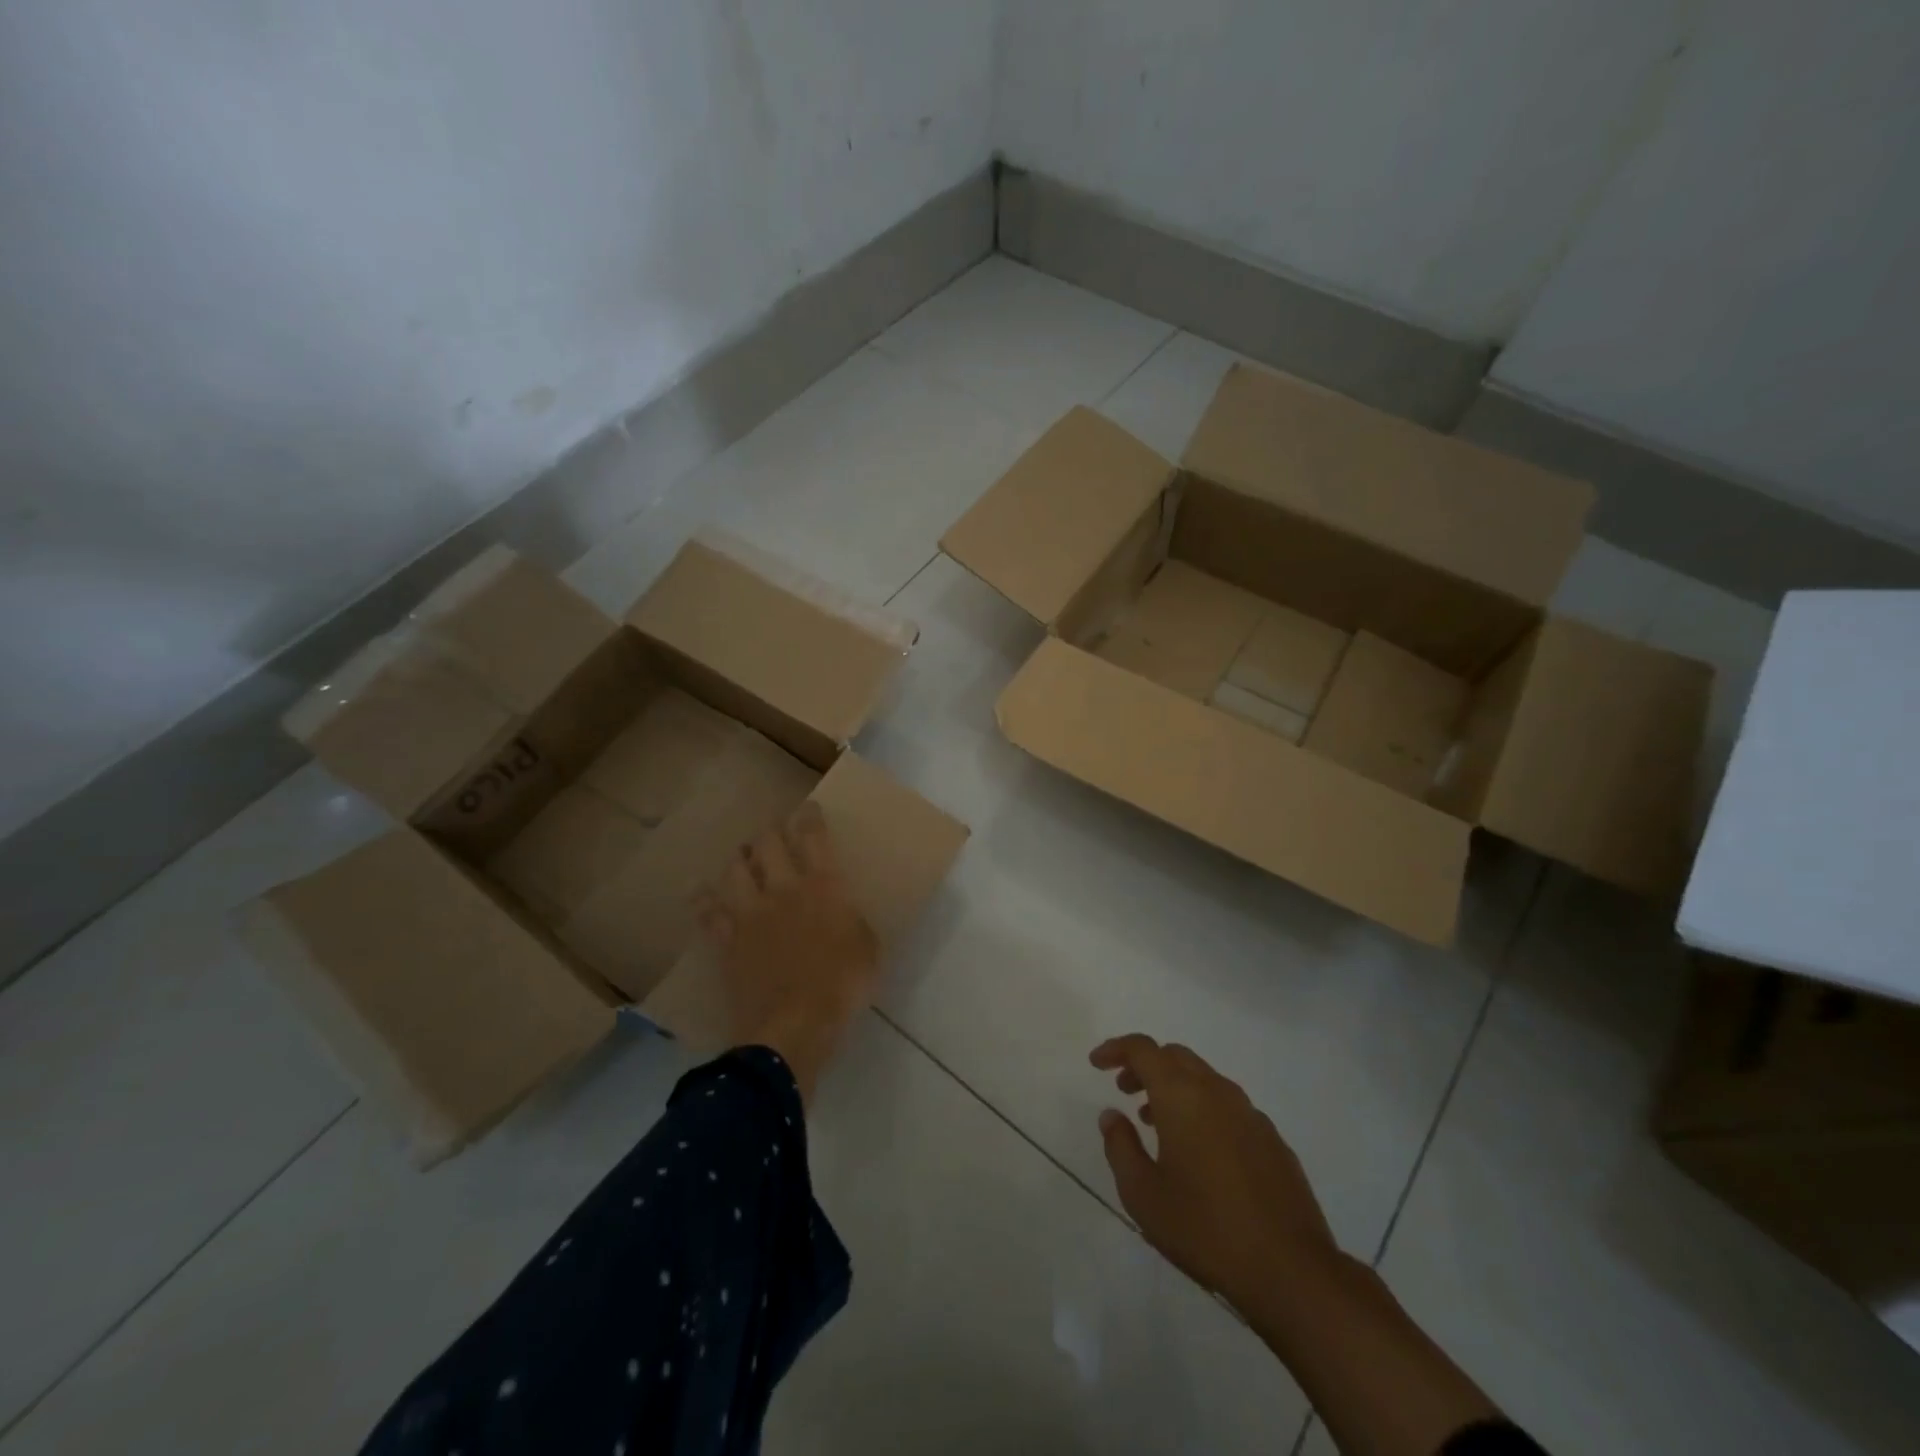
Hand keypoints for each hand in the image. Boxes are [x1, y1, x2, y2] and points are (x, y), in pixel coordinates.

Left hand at [695, 803, 878, 1102]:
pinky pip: (709, 913)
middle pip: (768, 844)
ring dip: (739, 858)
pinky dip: (705, 902)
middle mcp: (783, 889)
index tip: (807, 809)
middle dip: (770, 832)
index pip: (812, 837)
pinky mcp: (728, 940)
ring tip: (742, 857)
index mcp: (823, 886)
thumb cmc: (842, 985)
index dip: (808, 817)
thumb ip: (855, 921)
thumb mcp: (869, 949)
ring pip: (735, 869)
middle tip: (773, 833)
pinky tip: (703, 896)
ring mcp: (751, 913)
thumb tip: (846, 912)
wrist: (794, 1025)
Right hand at [1090, 1034, 1339, 1315]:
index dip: (1116, 1049)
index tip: (1097, 1063)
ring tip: (1156, 1122)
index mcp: (1181, 1095)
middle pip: (1174, 1056)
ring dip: (1174, 1088)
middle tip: (1124, 1090)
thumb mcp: (1143, 1195)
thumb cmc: (1205, 1229)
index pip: (1143, 1049)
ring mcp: (1250, 1114)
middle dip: (1145, 1065)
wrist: (1291, 1270)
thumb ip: (1120, 1147)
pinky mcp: (1272, 1140)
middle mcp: (1217, 1091)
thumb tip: (1112, 1116)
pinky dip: (1203, 1109)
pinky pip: (1228, 1106)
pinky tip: (1199, 1151)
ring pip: (1203, 1079)